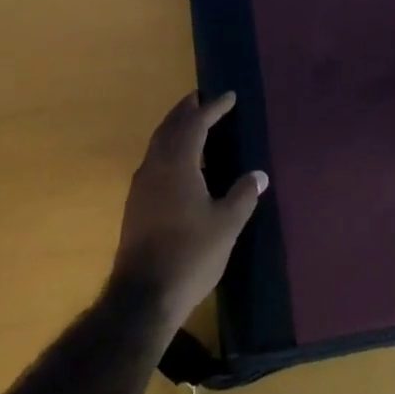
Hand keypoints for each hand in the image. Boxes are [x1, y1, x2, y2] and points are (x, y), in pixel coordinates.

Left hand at [113, 92, 265, 330]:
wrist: (144, 296)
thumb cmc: (190, 254)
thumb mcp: (226, 224)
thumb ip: (243, 195)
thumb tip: (258, 175)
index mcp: (177, 164)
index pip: (195, 124)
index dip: (213, 108)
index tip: (229, 96)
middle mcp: (155, 168)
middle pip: (169, 128)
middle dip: (186, 111)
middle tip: (202, 99)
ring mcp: (141, 187)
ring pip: (158, 145)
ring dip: (174, 129)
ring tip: (192, 125)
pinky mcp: (136, 206)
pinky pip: (154, 163)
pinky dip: (168, 150)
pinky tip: (181, 165)